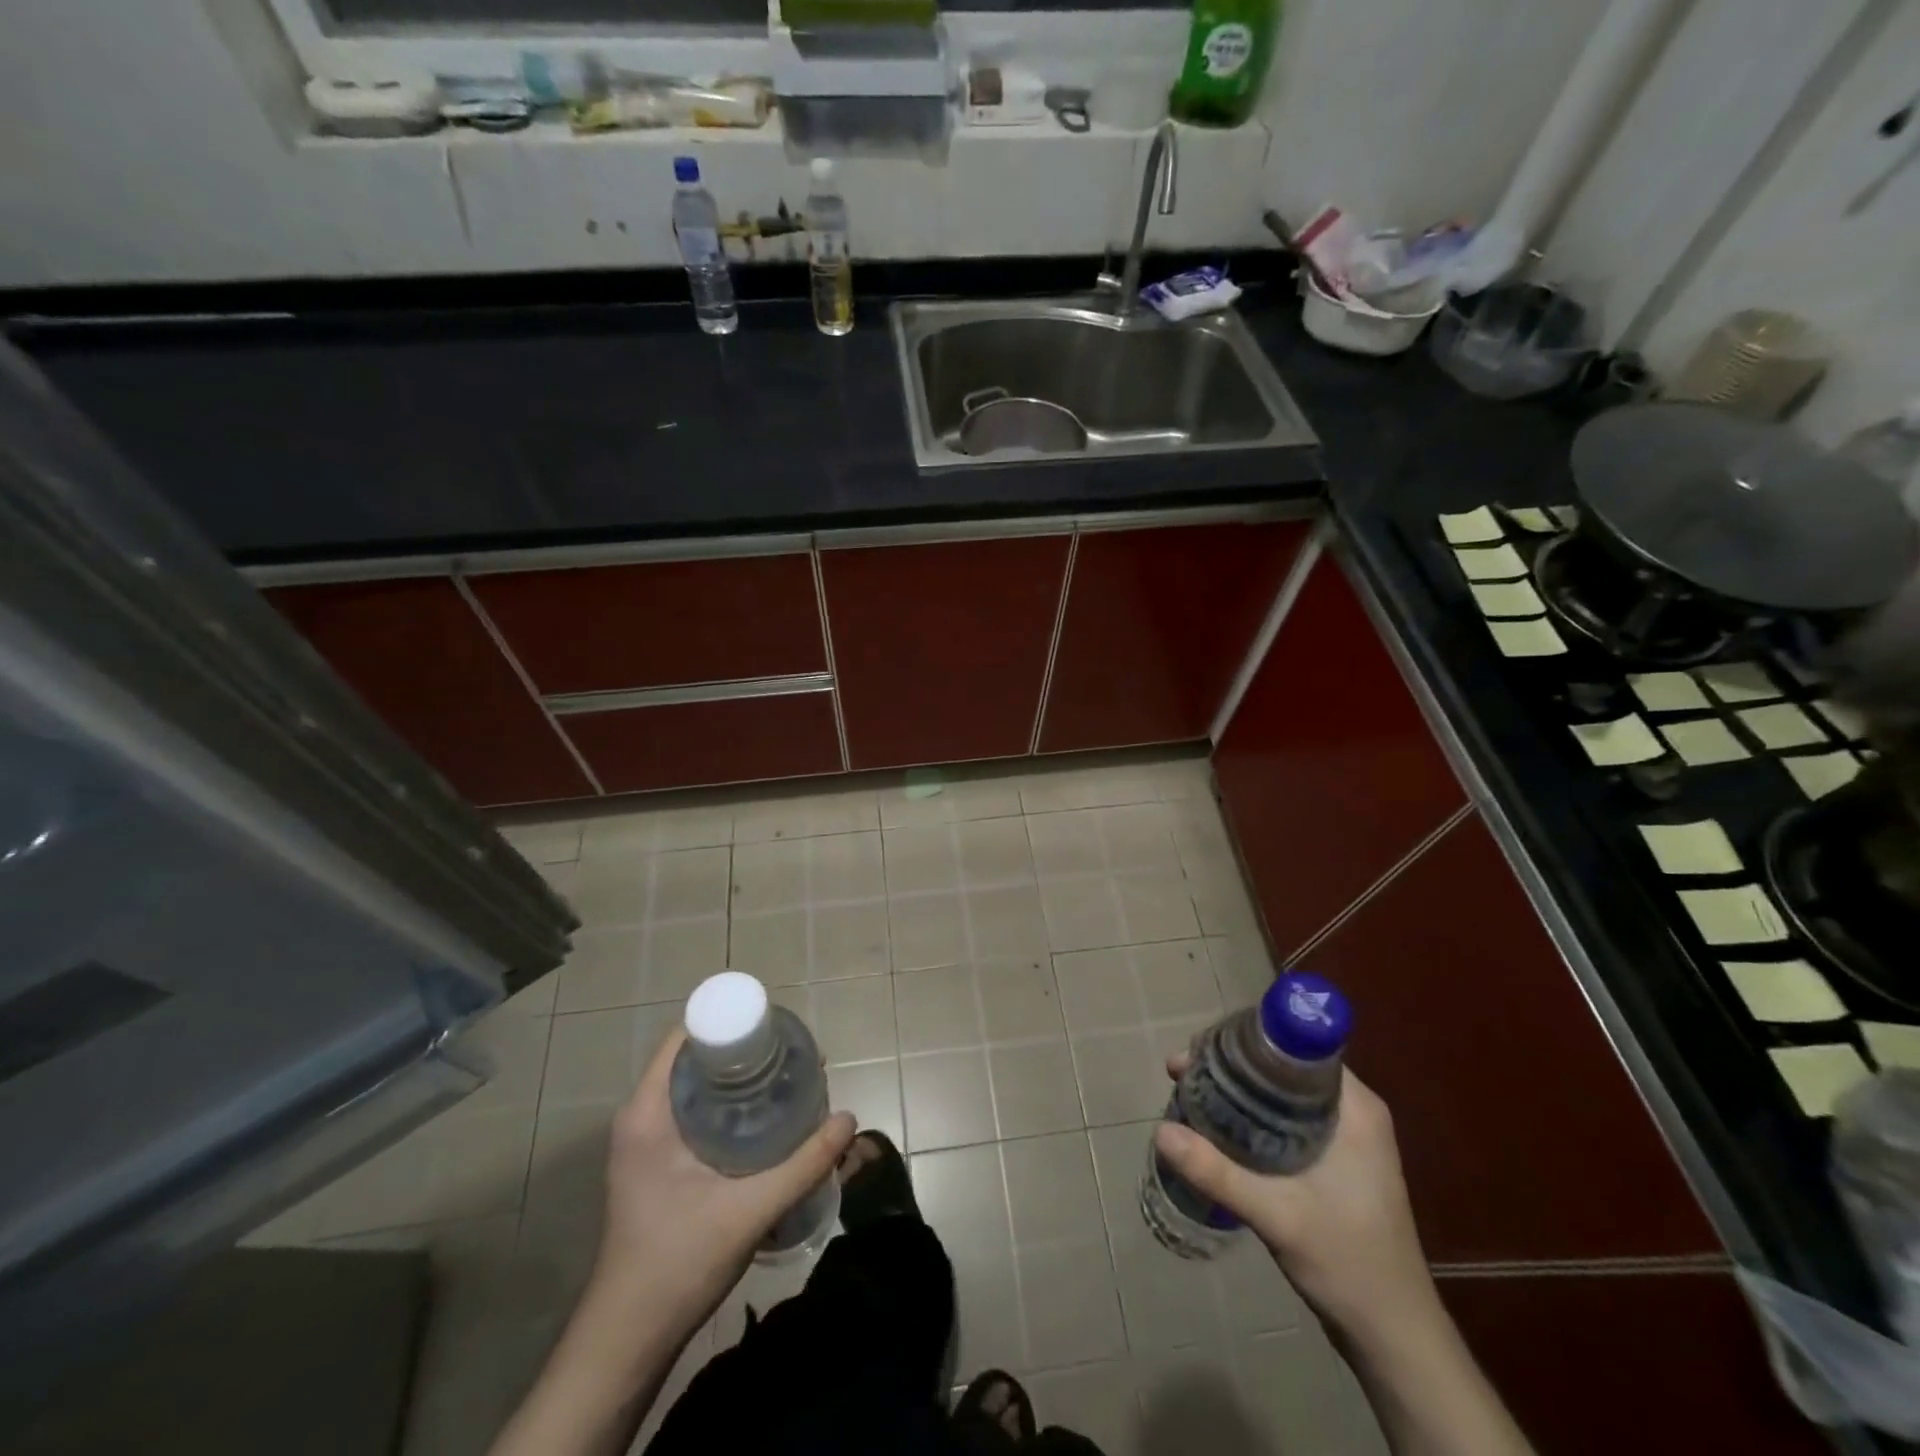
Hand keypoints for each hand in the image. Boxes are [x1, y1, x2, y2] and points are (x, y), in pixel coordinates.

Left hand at [591, 1026, 855, 1331]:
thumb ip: (803, 1164)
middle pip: (697, 1061)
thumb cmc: (677, 1264)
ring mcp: (647, 1144)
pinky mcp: (658, 1167)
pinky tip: (768, 1123)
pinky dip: (731, 1109)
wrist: (628, 1341)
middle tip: (794, 1059)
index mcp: (647, 1113)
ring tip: (790, 1084)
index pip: (685, 1038)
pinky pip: (697, 1116)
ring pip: (699, 1090)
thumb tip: (849, 1119)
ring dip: (741, 1084)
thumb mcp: (748, 1211)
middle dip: (746, 1054)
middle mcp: (642, 1118)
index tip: (775, 1030)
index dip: (730, 1024)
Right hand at [1152, 1058, 1439, 1347]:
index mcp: (1354, 1107)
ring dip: (1237, 1091)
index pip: (1298, 1045)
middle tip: (1182, 1072)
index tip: (1202, 1049)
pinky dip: (1250, 1117)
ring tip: (1189, 1095)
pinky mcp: (1335, 1163)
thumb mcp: (1277, 1215)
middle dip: (1230, 1065)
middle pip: (1282, 1066)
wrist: (1396, 1339)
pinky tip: (1216, 1130)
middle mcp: (1352, 1112)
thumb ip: (1217, 1172)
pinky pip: (1285, 1119)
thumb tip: (1160, 1131)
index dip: (1247, 1038)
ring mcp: (1346, 1138)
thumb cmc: (1349, 1264)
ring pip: (1281, 1093)